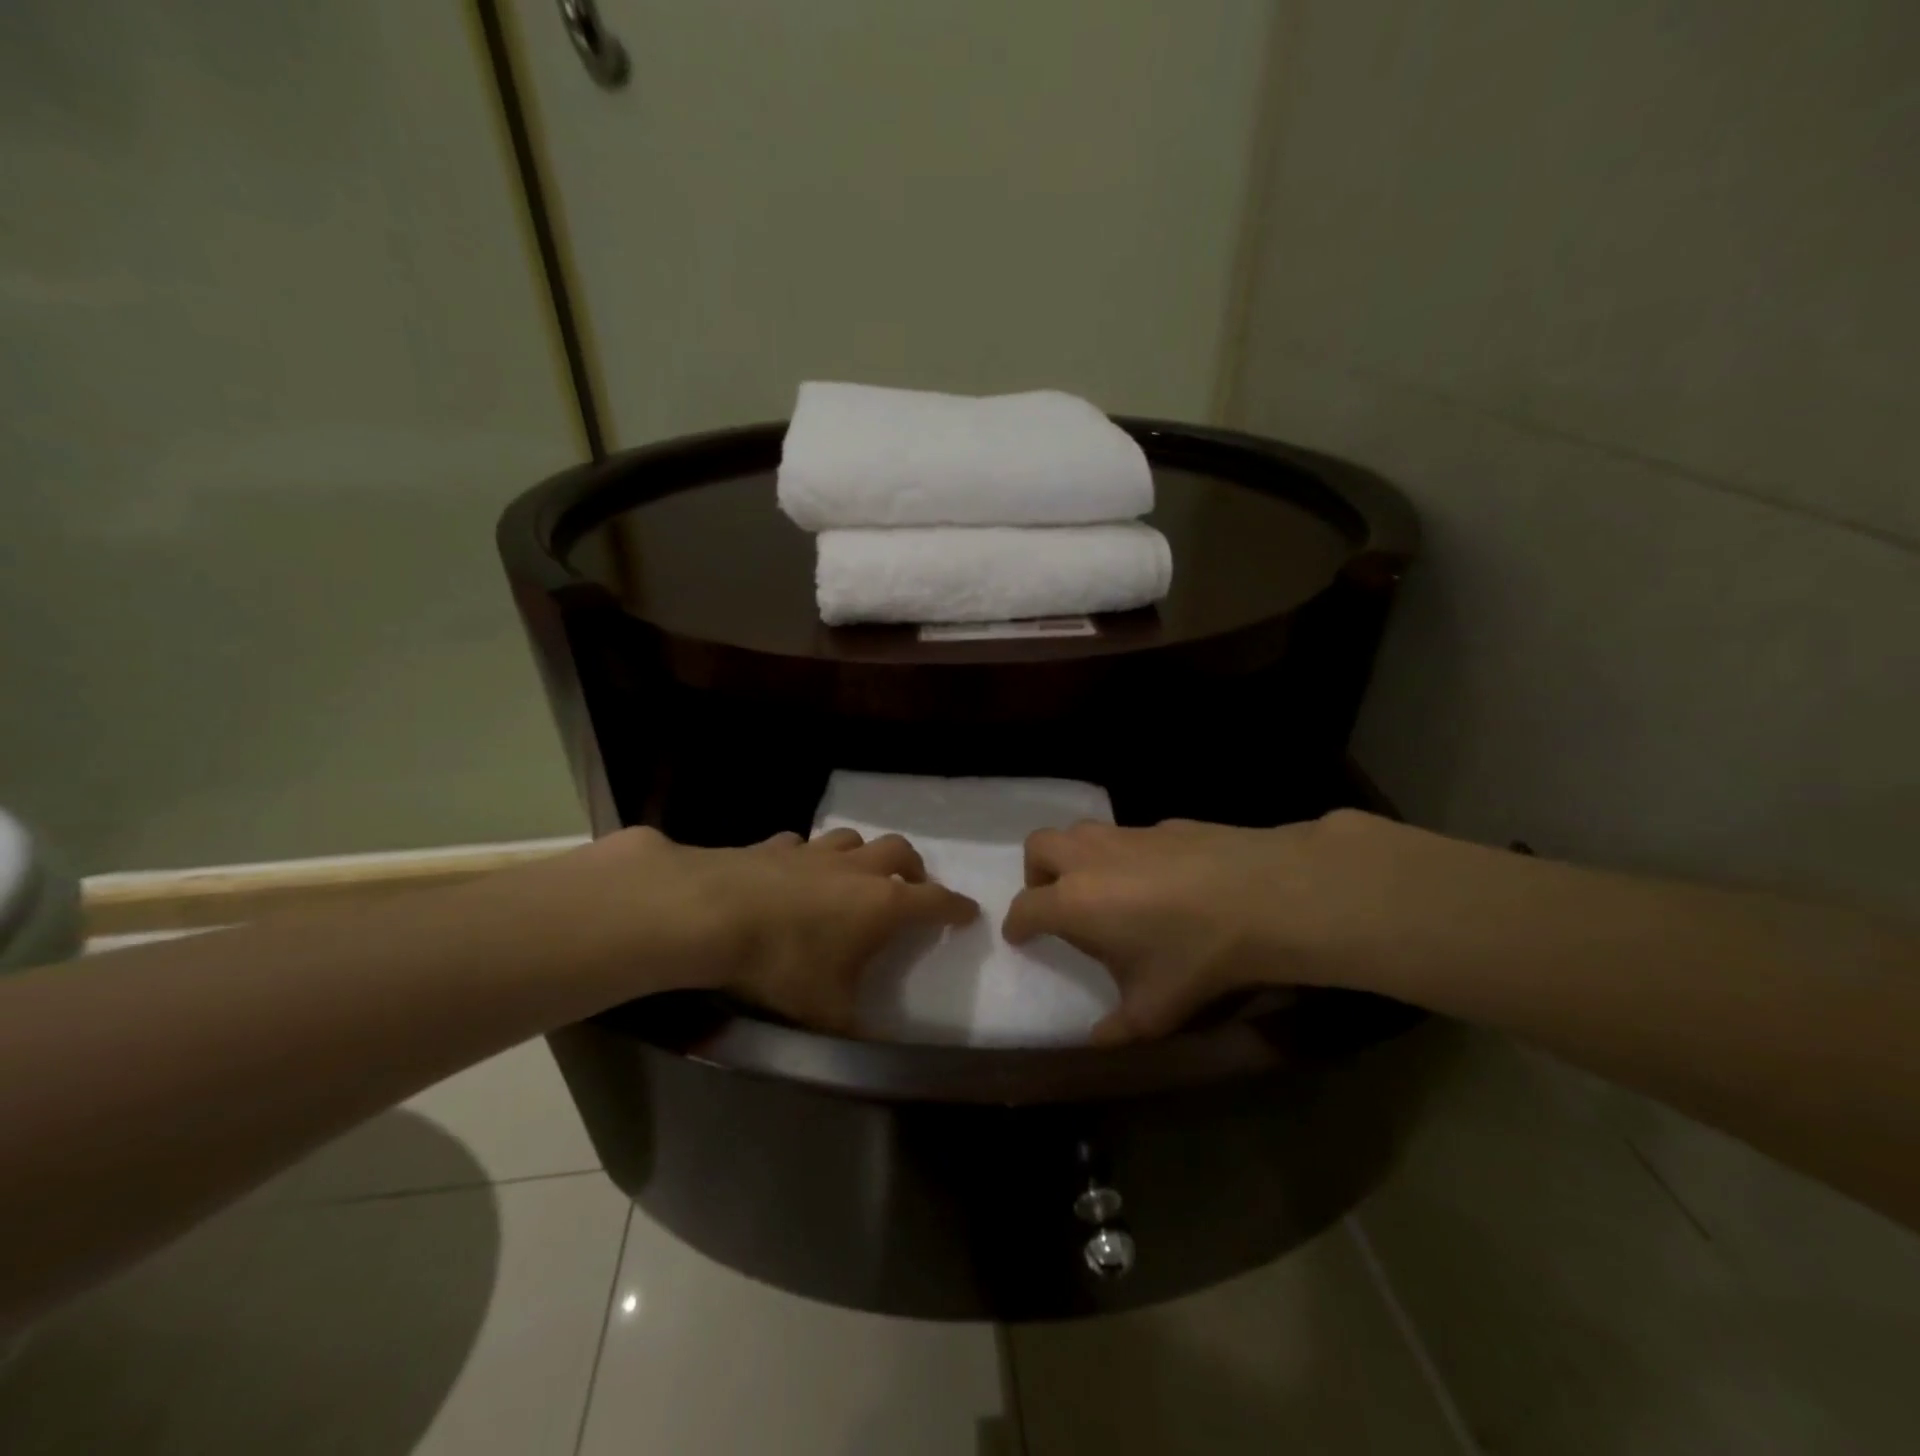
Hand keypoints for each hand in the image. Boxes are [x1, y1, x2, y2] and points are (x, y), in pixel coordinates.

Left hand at [519, 825, 977, 1032]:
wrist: (709, 914)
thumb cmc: (781, 964)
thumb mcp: (825, 1014)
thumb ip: (858, 1033)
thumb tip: (882, 1058)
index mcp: (882, 905)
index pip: (935, 900)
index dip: (956, 906)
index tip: (969, 912)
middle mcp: (855, 869)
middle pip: (900, 852)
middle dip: (913, 868)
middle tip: (911, 887)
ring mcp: (813, 851)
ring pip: (853, 839)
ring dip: (863, 855)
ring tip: (857, 875)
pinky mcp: (773, 845)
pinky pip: (801, 844)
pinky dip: (808, 856)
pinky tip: (794, 871)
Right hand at [1002, 812, 1397, 1043]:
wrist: (1260, 896)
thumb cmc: (1194, 956)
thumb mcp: (1154, 1010)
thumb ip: (1116, 1028)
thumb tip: (1095, 1041)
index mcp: (1073, 902)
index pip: (1025, 907)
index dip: (1017, 924)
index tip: (1021, 937)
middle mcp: (1089, 859)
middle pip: (1038, 847)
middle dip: (1036, 873)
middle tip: (1055, 900)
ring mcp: (1126, 835)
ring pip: (1079, 831)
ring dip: (1075, 855)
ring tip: (1100, 886)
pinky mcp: (1162, 824)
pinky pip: (1127, 834)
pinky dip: (1124, 854)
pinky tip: (1157, 879)